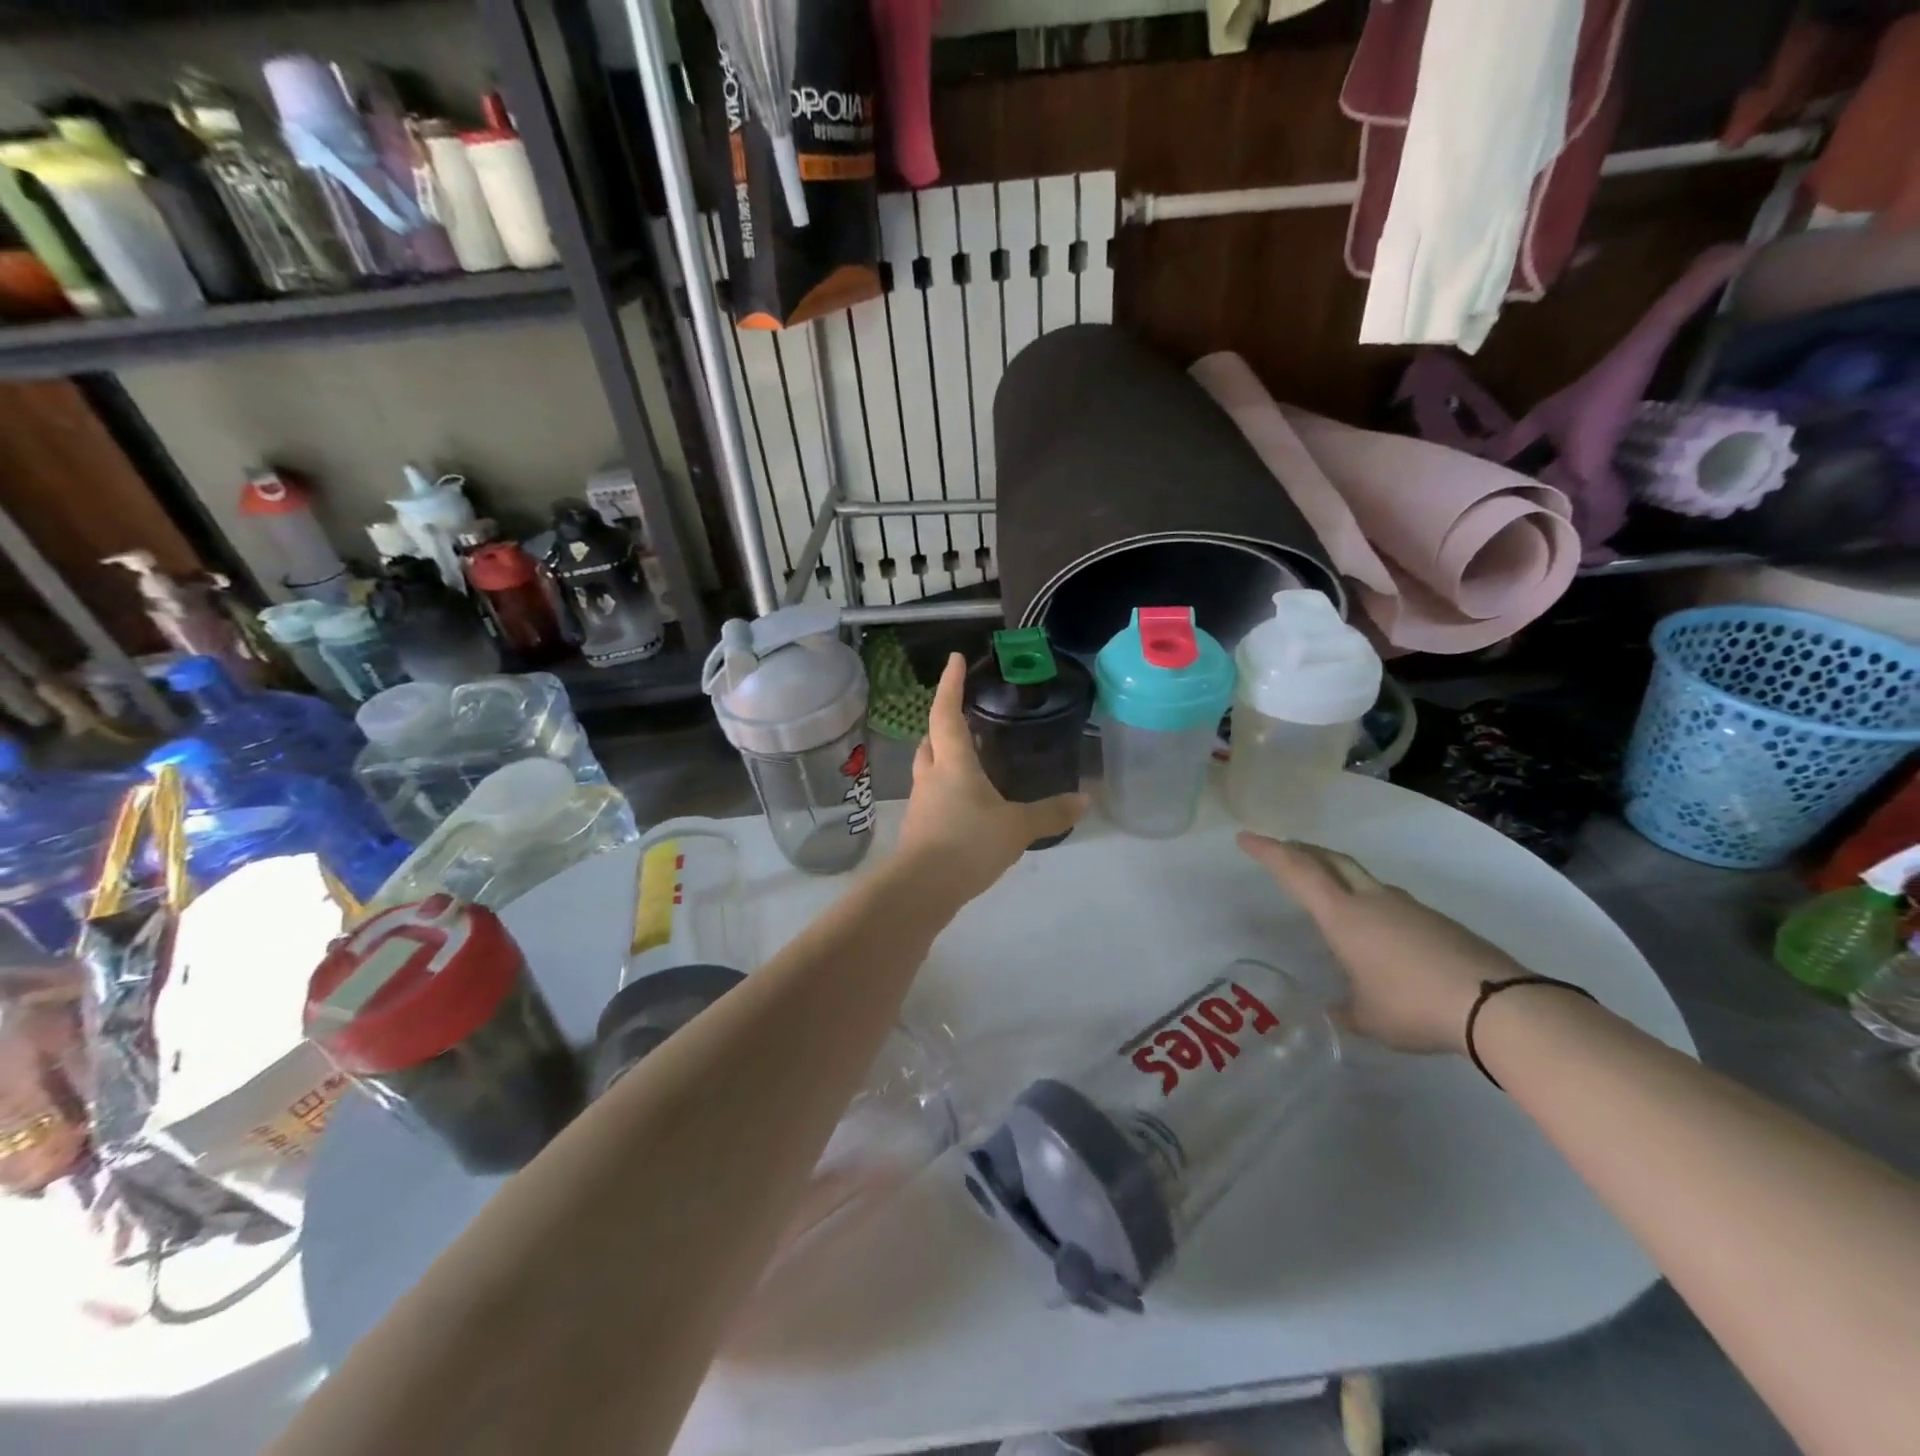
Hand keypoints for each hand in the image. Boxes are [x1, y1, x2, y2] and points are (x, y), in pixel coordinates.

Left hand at [897, 653, 1087, 903]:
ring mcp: (922, 803)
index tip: (953, 659)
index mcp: (953, 763)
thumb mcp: (1016, 828)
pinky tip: (967, 803)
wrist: (922, 889)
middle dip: (945, 723)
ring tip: (970, 757)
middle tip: (965, 716)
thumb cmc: (968, 844)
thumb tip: (1086, 800)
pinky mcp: (920, 828)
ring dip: (945, 756)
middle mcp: (932, 776)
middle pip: (932, 739)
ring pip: (930, 768)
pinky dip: (948, 788)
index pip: (946, 713)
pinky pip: (933, 796)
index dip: (949, 684)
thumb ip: (1050, 813)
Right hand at [1238, 833, 1526, 1054]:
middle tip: (1282, 849)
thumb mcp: (1368, 1019)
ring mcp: (1408, 908)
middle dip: (1302, 850)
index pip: (1297, 872)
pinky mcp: (1437, 922)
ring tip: (1328, 892)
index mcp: (1344, 916)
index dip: (1269, 852)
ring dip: (1337, 875)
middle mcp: (1372, 901)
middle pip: (1330, 860)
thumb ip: (1346, 1011)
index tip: (1245, 838)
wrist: (1497, 1004)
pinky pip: (1390, 902)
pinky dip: (1370, 903)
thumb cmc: (1414, 1005)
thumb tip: (1336, 1012)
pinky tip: (1378, 934)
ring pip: (1363, 879)